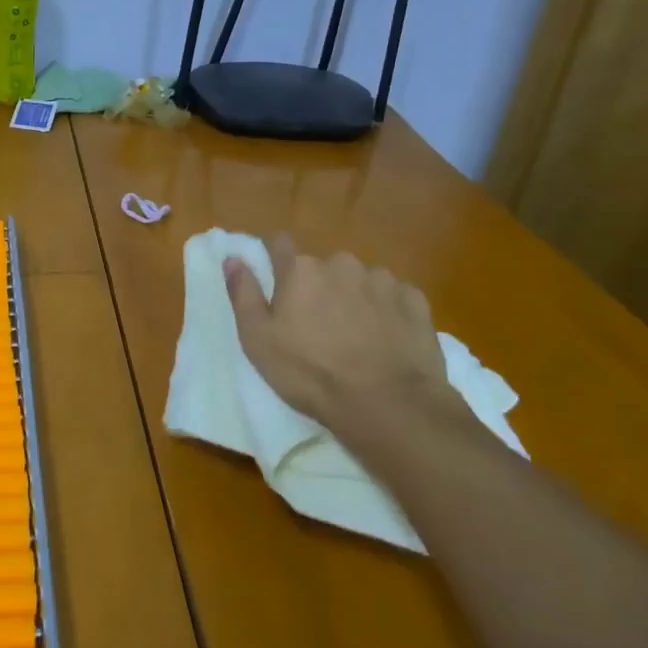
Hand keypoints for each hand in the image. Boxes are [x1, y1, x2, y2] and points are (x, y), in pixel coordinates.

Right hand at [224, 234, 461, 443]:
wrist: (386, 404)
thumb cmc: (310, 373)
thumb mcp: (258, 340)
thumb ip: (243, 293)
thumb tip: (233, 258)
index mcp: (300, 270)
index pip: (279, 244)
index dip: (276, 258)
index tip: (276, 279)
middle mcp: (340, 264)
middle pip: (323, 267)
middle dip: (319, 287)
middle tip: (319, 325)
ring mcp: (381, 280)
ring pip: (360, 281)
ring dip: (354, 298)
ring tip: (357, 336)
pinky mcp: (414, 300)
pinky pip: (394, 297)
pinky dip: (387, 311)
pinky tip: (387, 340)